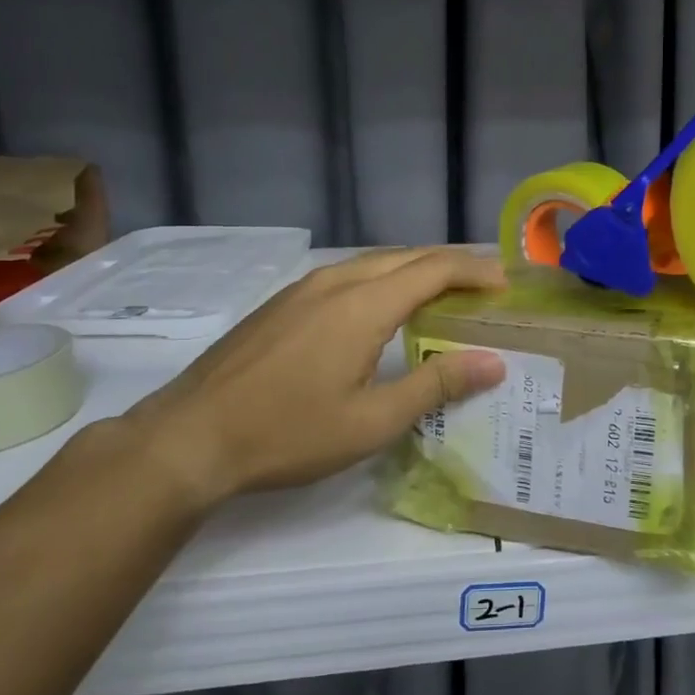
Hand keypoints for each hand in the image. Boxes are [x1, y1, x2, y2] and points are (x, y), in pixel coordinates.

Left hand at [121, 248, 506, 506]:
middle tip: (484, 288)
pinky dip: (383, 279)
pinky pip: (348, 274)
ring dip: (416, 270)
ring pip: (375, 262)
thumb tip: (493, 362)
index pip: (435, 268)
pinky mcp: (283, 302)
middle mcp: (336, 282)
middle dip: (451, 265)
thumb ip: (437, 385)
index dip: (475, 270)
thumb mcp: (372, 420)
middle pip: (407, 256)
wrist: (189, 438)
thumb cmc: (288, 433)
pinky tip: (384, 309)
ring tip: (443, 295)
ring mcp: (304, 289)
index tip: (505, 284)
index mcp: (364, 304)